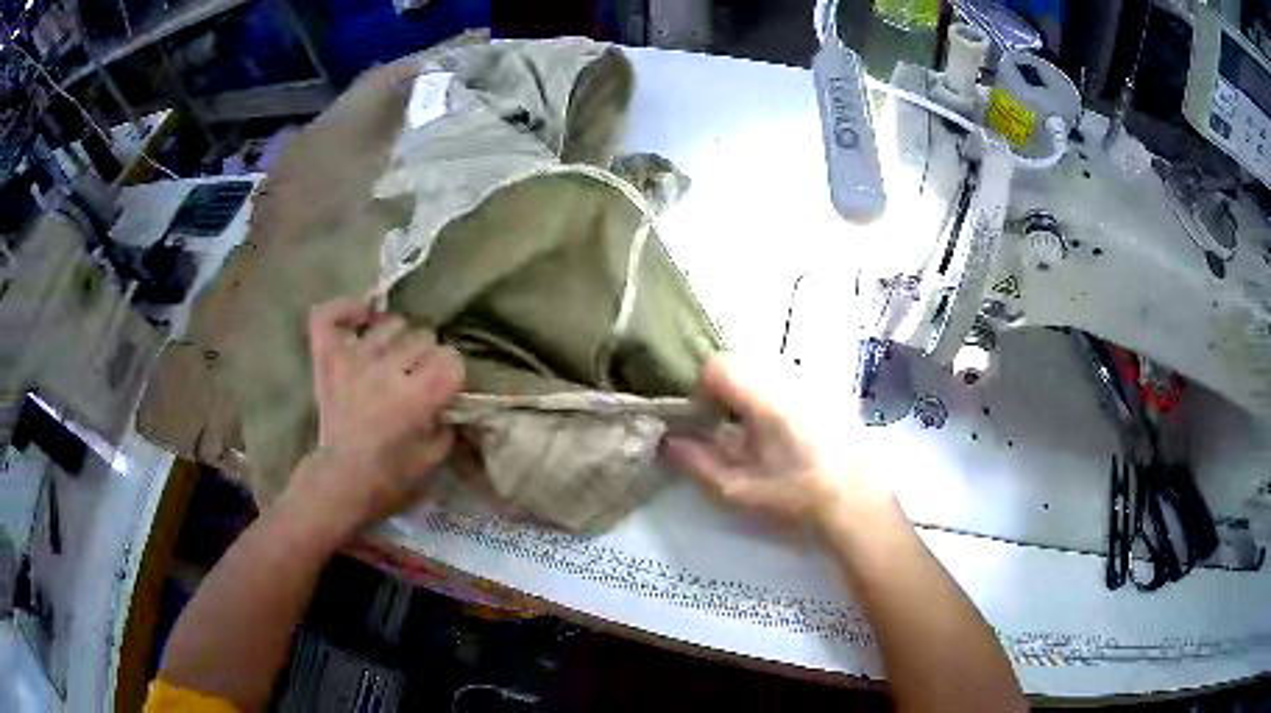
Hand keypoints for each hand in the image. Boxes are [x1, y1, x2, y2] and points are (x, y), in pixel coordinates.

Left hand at [282, 297, 463, 539]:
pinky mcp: (328, 360)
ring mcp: (355, 360)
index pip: (452, 359)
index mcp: (419, 396)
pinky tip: (364, 317)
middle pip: (424, 338)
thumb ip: (448, 425)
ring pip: (391, 324)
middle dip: (429, 358)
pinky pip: (329, 317)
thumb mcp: (434, 460)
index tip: (447, 390)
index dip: (453, 374)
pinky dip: (347, 310)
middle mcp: (388, 369)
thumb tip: (451, 403)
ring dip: (399, 339)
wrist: (339, 484)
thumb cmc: (390, 480)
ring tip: (396, 357)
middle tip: (421, 378)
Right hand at [663, 357, 895, 534]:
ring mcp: (814, 380)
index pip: (717, 365)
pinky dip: (774, 392)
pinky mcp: (829, 388)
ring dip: (750, 389)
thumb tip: (667, 440)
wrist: (858, 503)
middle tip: (727, 426)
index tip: (706, 420)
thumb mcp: (738, 490)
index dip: (703, 389)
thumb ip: (697, 463)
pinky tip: (785, 428)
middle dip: (724, 388)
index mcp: (767, 399)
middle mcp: (790, 378)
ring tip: (757, 429)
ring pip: (765, 366)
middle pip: (740, 360)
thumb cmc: (796, 499)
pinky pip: (789, 376)